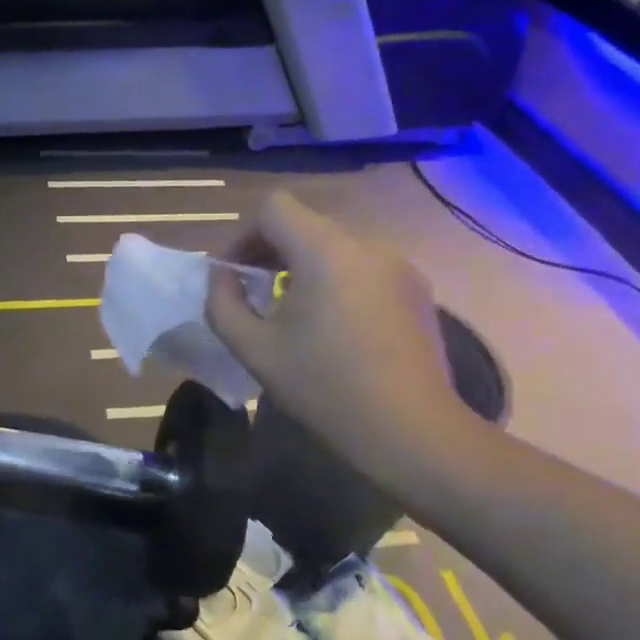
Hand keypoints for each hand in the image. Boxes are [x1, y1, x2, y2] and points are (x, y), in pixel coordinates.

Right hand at [206, 192, 477, 494]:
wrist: (411, 432)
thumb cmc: (325, 388)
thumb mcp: (255, 349)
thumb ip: (223, 304)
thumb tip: (222, 278)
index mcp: (325, 251)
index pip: (274, 207)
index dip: (243, 234)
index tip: (234, 274)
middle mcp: (367, 245)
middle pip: (305, 224)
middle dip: (270, 251)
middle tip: (253, 294)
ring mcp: (399, 266)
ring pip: (335, 246)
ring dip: (304, 266)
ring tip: (292, 312)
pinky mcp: (417, 290)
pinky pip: (363, 267)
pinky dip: (337, 280)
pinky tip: (334, 326)